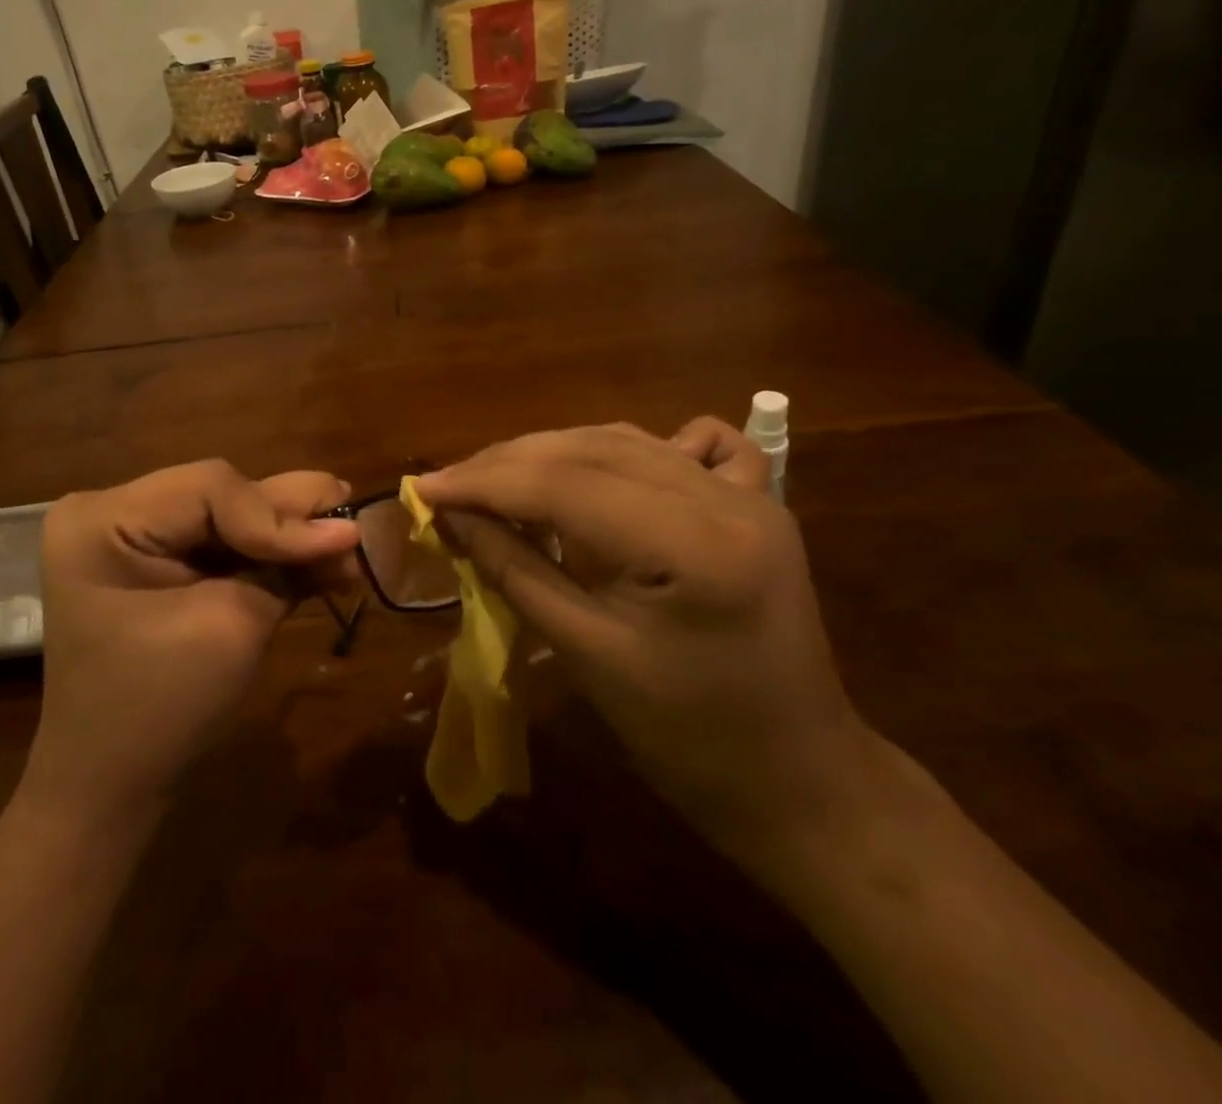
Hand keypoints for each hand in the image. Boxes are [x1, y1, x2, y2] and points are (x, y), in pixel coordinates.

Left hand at [24, 461, 359, 819]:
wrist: (110, 791)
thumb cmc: (159, 710)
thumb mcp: (229, 627)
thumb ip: (285, 567)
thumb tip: (349, 529)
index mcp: (103, 519)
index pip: (210, 487)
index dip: (279, 515)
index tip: (342, 544)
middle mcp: (112, 513)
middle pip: (221, 495)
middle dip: (289, 518)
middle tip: (354, 525)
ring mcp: (133, 539)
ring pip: (229, 518)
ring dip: (287, 537)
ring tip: (346, 548)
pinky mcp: (157, 566)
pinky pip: (220, 547)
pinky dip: (268, 558)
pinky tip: (319, 567)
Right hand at [415, 423, 881, 869]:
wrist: (799, 779)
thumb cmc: (687, 738)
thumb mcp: (587, 654)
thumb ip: (514, 569)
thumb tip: (452, 516)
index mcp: (692, 544)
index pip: (564, 485)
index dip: (484, 482)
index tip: (422, 488)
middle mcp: (726, 498)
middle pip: (591, 450)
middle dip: (508, 463)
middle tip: (448, 485)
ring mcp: (749, 493)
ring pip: (626, 442)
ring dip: (553, 453)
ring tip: (495, 479)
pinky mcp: (756, 502)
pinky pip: (686, 448)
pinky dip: (629, 450)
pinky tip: (601, 469)